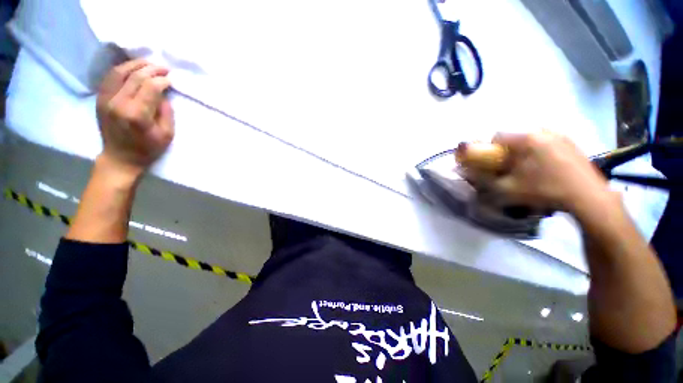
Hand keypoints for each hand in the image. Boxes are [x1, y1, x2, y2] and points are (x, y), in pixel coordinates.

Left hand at [95, 59, 174, 178]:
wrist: (120, 158)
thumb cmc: (148, 149)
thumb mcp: (167, 134)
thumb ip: (166, 112)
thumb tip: (163, 94)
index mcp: (137, 114)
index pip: (150, 87)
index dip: (162, 80)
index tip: (171, 80)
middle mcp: (118, 103)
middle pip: (135, 76)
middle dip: (152, 69)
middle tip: (163, 68)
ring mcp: (106, 99)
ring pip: (119, 72)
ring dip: (135, 65)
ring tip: (148, 64)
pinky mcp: (100, 99)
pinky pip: (109, 77)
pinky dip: (121, 69)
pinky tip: (132, 68)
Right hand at [490, 131, 612, 213]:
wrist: (587, 197)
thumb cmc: (544, 190)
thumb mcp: (507, 189)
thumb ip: (485, 179)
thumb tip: (471, 173)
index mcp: (526, 139)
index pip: (497, 136)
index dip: (489, 149)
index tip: (492, 163)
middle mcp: (543, 131)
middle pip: (515, 138)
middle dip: (508, 151)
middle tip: (510, 168)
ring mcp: (560, 135)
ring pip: (531, 140)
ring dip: (524, 151)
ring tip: (528, 169)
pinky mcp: (572, 143)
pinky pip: (546, 142)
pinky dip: (539, 152)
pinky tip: (545, 168)